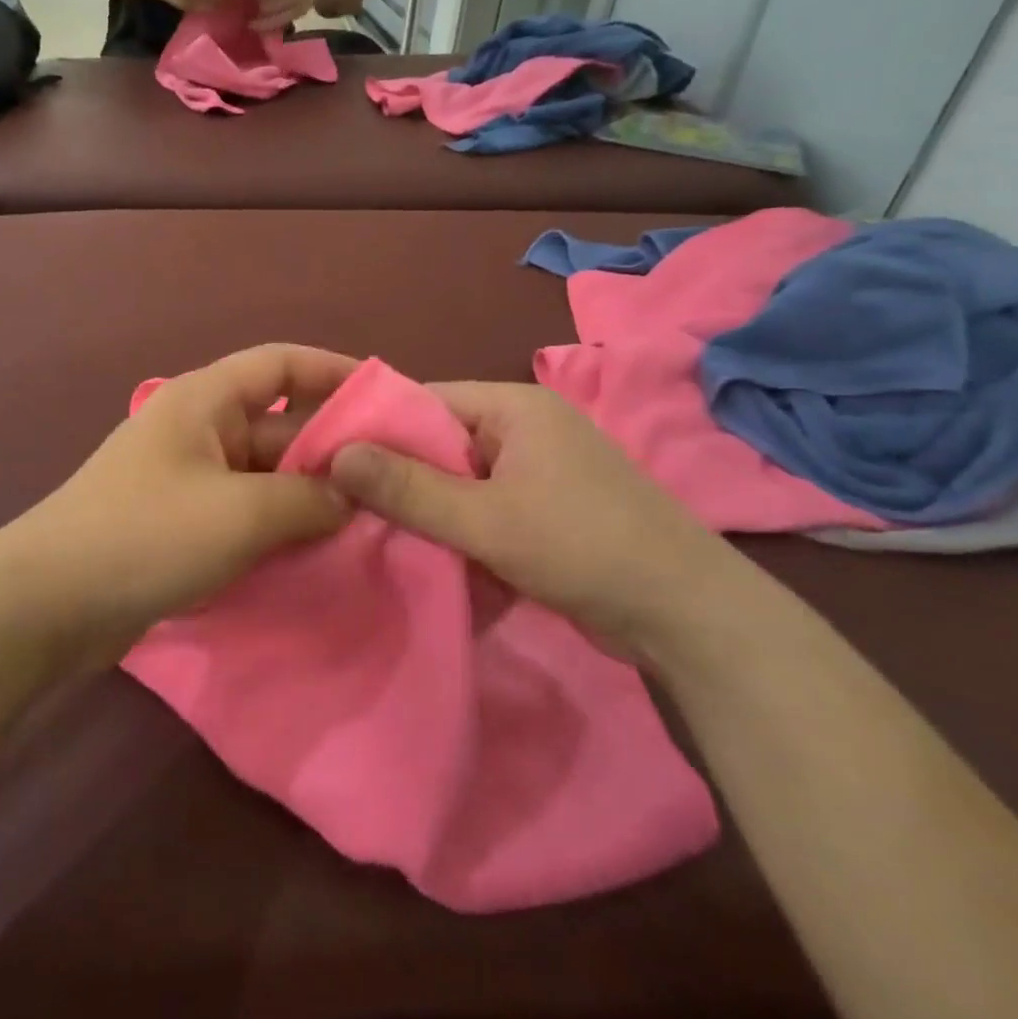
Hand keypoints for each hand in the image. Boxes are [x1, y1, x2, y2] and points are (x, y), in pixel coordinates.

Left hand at [6, 345, 356, 662]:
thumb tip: (349, 497)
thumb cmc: (146, 535)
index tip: (388, 400)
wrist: (48, 604)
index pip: (281, 364)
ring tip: (369, 523)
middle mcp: (198, 429)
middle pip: (279, 424)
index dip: (335, 372)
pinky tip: (317, 553)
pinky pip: (244, 512)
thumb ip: (307, 499)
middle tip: (392, 482)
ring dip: (309, 496)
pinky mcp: (181, 523)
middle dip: (332, 450)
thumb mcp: (240, 513)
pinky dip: (279, 526)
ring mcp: (188, 478)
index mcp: (205, 400)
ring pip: (265, 474)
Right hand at [329, 383, 748, 658]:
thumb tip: (334, 454)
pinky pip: (486, 509)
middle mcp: (525, 427)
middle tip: (347, 512)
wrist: (688, 617)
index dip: (374, 430)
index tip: (328, 466)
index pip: (423, 401)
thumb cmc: (582, 548)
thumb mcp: (484, 520)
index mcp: (512, 406)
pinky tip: (433, 561)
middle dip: (400, 480)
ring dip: (430, 512)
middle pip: (440, 443)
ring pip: (461, 482)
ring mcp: (540, 470)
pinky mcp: (548, 509)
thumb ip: (407, 488)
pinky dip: (462, 532)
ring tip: (380, 539)